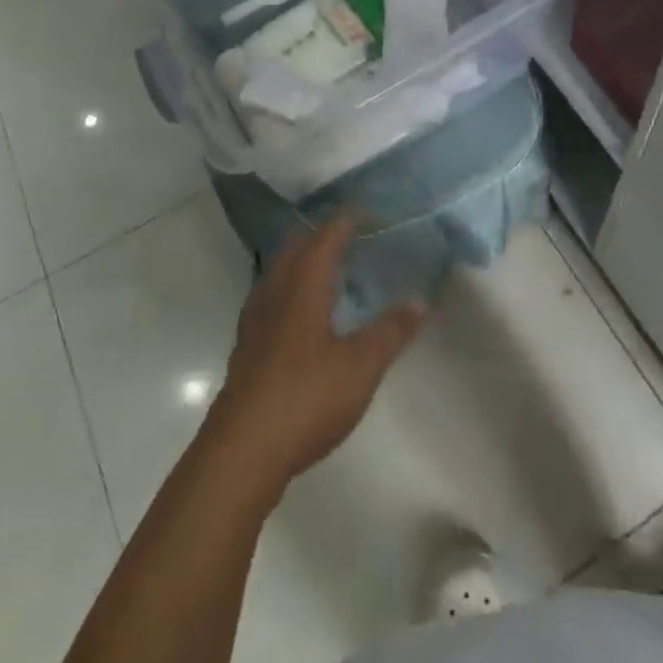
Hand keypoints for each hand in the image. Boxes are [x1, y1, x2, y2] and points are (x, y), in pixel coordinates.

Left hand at [206, 212, 426, 501]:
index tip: (366, 211)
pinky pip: (270, 300)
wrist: (242, 451)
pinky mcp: (247, 349)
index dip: (345, 220)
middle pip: (295, 249)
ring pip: (278, 274)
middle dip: (320, 236)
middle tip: (349, 235)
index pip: (325, 237)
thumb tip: (420, 299)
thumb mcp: (361, 366)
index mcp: (302, 286)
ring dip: (302, 263)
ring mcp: (255, 322)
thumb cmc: (306, 397)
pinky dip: (290, 292)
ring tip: (327, 269)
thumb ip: (391, 331)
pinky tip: (301, 316)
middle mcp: (274, 293)